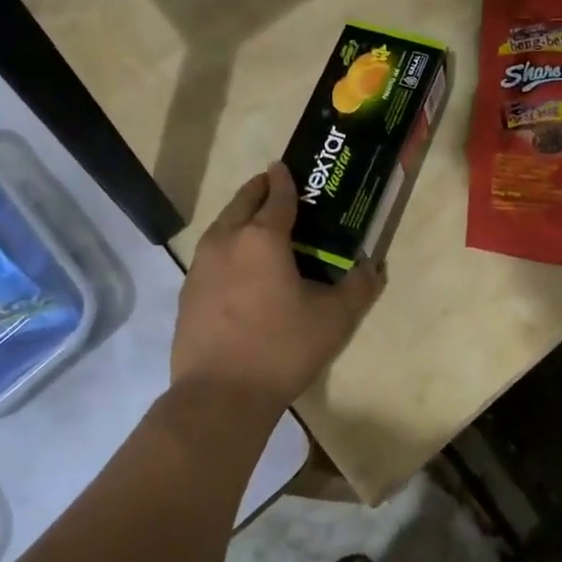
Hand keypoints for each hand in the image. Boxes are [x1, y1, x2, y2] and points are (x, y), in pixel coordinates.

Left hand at [172, 163, 383, 412]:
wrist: (219, 394)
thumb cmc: (281, 349)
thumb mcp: (333, 321)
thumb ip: (358, 288)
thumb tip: (372, 267)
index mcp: (262, 238)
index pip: (276, 195)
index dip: (285, 179)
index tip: (288, 167)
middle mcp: (226, 240)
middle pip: (242, 202)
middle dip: (260, 189)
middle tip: (276, 187)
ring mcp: (201, 265)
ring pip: (222, 225)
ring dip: (240, 215)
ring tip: (259, 223)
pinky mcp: (188, 290)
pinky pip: (211, 253)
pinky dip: (227, 245)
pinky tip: (238, 267)